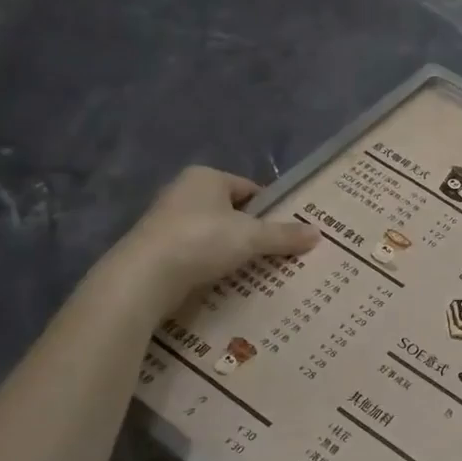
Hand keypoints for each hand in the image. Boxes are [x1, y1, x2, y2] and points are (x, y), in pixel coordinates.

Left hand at [107, 167, 317, 308]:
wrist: (143, 277)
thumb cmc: (201, 241)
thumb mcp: (251, 237)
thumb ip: (284, 235)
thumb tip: (318, 233)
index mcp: (206, 177)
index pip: (249, 189)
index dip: (270, 210)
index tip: (287, 233)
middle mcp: (183, 192)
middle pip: (231, 212)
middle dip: (252, 233)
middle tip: (276, 255)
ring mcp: (166, 221)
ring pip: (213, 234)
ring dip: (231, 251)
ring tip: (255, 272)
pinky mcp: (157, 249)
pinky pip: (195, 254)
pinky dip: (211, 266)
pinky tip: (225, 282)